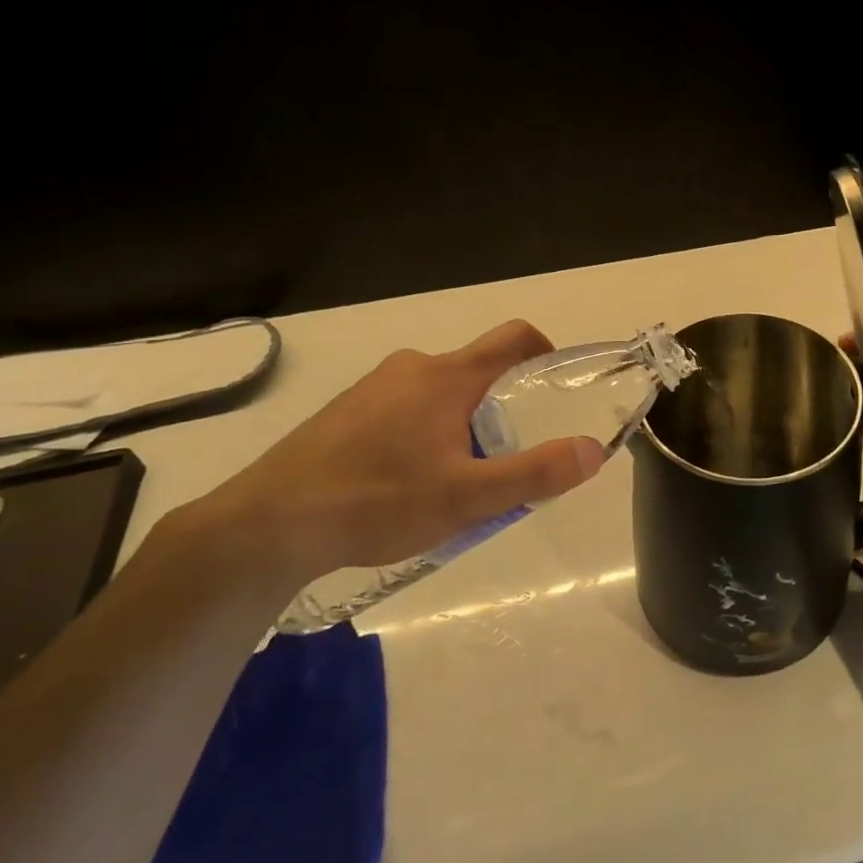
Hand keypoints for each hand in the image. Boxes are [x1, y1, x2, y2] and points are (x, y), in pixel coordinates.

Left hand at [166, 320, 604, 595]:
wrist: (268, 524)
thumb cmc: (378, 501)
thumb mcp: (468, 497)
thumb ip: (536, 473)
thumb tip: (594, 450)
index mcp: (447, 376)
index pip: (514, 338)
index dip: (546, 352)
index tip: (559, 386)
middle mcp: (413, 367)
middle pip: (477, 372)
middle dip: (501, 409)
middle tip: (502, 462)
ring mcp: (374, 386)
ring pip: (439, 393)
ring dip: (461, 424)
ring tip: (452, 481)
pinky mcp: (346, 410)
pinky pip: (404, 407)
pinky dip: (423, 432)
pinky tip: (404, 483)